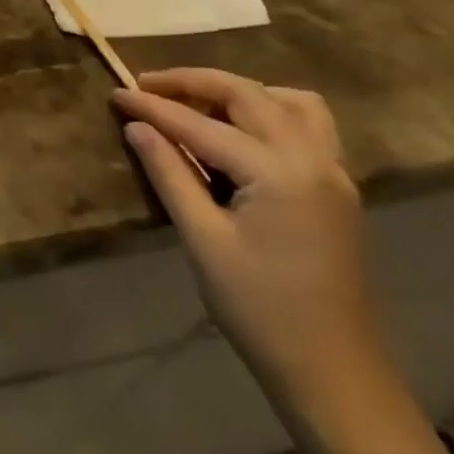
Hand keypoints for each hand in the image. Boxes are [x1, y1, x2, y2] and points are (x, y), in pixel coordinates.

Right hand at [114, 70, 379, 402]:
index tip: (115, 92)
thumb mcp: (202, 238)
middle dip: (193, 82)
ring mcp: (334, 173)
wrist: (332, 371)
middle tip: (147, 85)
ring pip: (289, 101)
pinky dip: (269, 112)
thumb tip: (137, 126)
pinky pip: (308, 125)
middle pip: (248, 94)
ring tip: (199, 103)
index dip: (153, 106)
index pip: (200, 124)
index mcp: (278, 173)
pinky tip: (239, 133)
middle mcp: (313, 159)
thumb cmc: (258, 307)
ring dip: (240, 91)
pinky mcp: (338, 188)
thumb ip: (169, 173)